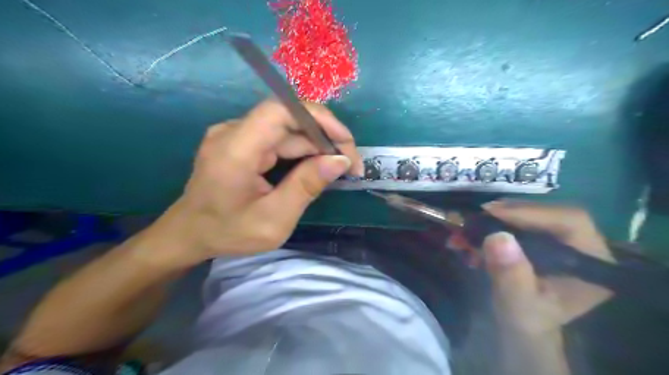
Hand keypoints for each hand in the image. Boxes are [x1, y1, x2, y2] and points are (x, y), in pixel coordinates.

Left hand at [141, 100, 363, 265]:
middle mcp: (234, 132)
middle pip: (289, 121)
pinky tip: (316, 168)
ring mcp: (236, 135)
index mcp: (235, 149)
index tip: (346, 142)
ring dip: (316, 148)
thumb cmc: (227, 232)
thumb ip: (306, 187)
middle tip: (351, 166)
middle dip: (326, 140)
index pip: (281, 111)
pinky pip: (278, 140)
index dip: (318, 118)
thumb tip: (340, 161)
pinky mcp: (241, 142)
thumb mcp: (273, 220)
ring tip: (339, 169)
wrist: (188, 234)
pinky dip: (302, 152)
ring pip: (287, 132)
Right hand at [481, 203, 616, 335]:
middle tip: (477, 215)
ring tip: (471, 225)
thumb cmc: (526, 320)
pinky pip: (520, 221)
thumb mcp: (517, 303)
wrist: (521, 325)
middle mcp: (583, 245)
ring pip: (532, 214)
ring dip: (497, 217)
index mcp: (592, 263)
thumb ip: (511, 275)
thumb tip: (498, 237)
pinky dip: (495, 223)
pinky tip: (476, 233)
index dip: (531, 212)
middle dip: (509, 212)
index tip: (493, 213)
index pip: (570, 221)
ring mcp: (562, 240)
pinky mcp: (543, 238)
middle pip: (549, 213)